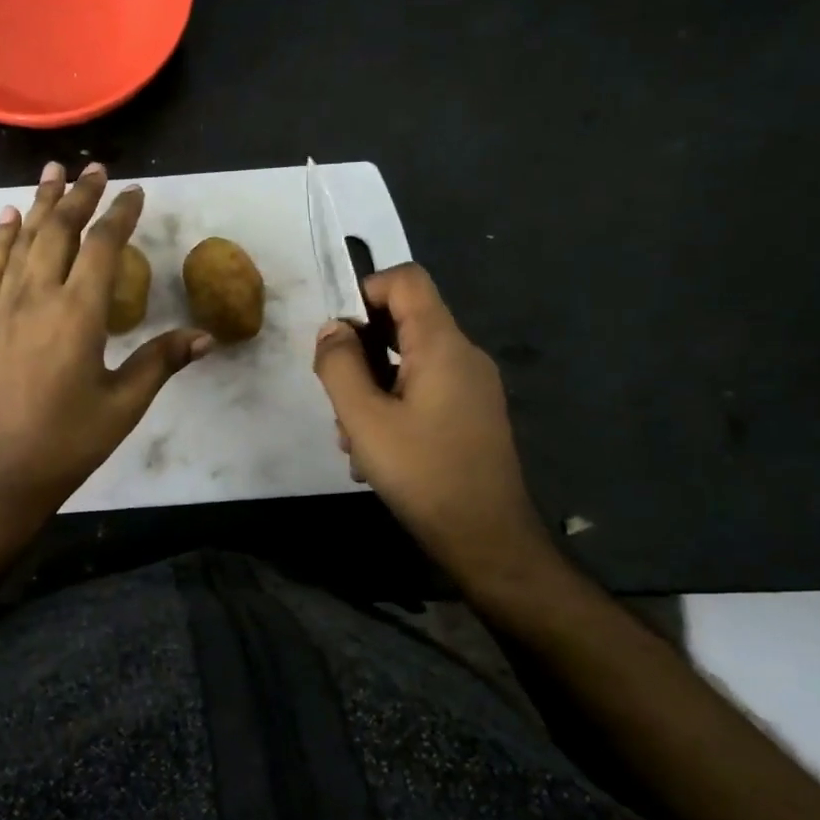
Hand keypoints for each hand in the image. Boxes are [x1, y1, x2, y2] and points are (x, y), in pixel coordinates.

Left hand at [0, 161, 211, 527]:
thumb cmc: (65, 443)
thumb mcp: (123, 405)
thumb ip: (160, 362)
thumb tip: (205, 336)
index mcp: (78, 315)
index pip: (103, 247)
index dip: (120, 214)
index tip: (135, 192)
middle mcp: (38, 298)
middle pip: (61, 231)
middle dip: (80, 196)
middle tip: (94, 168)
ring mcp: (3, 308)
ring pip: (24, 241)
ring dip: (41, 203)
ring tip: (53, 171)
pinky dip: (3, 238)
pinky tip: (8, 217)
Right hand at [313, 264, 554, 592]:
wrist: (487, 539)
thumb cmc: (423, 474)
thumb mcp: (364, 419)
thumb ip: (339, 365)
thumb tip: (332, 330)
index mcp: (442, 345)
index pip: (406, 280)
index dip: (365, 291)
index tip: (338, 334)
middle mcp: (463, 355)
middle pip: (403, 322)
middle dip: (360, 352)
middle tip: (337, 398)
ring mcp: (471, 386)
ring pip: (408, 362)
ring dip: (371, 388)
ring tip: (353, 438)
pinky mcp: (471, 414)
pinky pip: (423, 389)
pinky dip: (392, 406)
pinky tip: (377, 453)